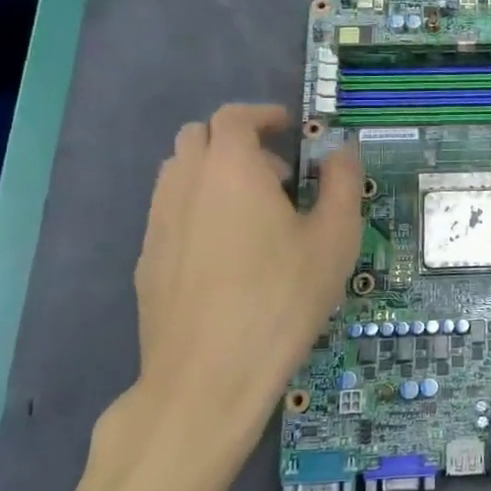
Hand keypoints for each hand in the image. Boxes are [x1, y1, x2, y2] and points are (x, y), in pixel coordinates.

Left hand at [133, 104, 362, 443]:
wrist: (209, 375)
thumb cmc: (282, 298)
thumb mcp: (334, 239)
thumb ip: (341, 183)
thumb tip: (343, 150)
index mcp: (231, 170)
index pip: (234, 117)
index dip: (262, 115)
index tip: (288, 128)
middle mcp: (185, 185)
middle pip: (198, 137)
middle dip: (236, 142)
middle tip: (276, 175)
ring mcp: (158, 224)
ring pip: (178, 174)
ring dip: (214, 174)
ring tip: (253, 215)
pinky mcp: (147, 261)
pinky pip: (170, 213)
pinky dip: (197, 209)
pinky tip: (227, 254)